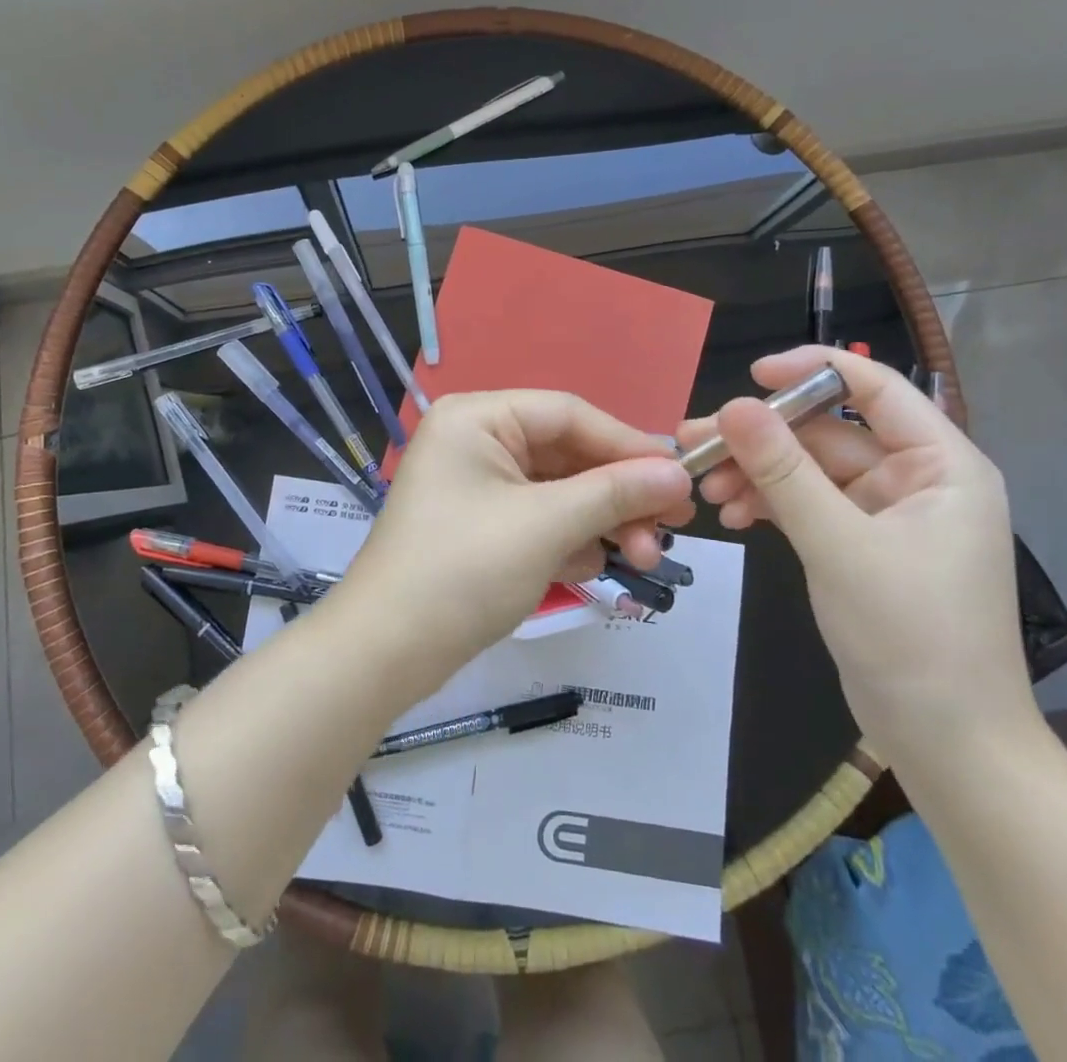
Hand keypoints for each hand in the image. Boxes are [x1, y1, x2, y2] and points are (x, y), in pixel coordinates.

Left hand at [338, 391, 694, 674]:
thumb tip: (679, 474)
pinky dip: (569, 541)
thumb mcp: (547, 525)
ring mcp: (477, 486)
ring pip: (559, 491)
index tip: (681, 477)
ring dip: (601, 523)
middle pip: (567, 454)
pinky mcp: (481, 527)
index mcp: (478, 418)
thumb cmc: (463, 570)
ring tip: (642, 559)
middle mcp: (476, 441)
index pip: (569, 414)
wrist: (385, 653)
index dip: (628, 444)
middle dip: (618, 495)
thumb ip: (615, 493)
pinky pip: (540, 520)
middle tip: (671, 529)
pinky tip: (589, 569)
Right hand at [677, 347, 1035, 770]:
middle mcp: (916, 479)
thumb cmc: (911, 637)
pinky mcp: (861, 546)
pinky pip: (808, 506)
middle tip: (694, 443)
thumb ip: (784, 472)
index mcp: (940, 464)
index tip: (747, 376)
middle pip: (827, 433)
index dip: (811, 370)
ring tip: (704, 488)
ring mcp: (887, 515)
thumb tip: (734, 405)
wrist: (947, 745)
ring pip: (809, 471)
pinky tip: (732, 517)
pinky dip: (770, 506)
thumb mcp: (839, 545)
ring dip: (757, 474)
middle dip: (761, 439)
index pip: (874, 388)